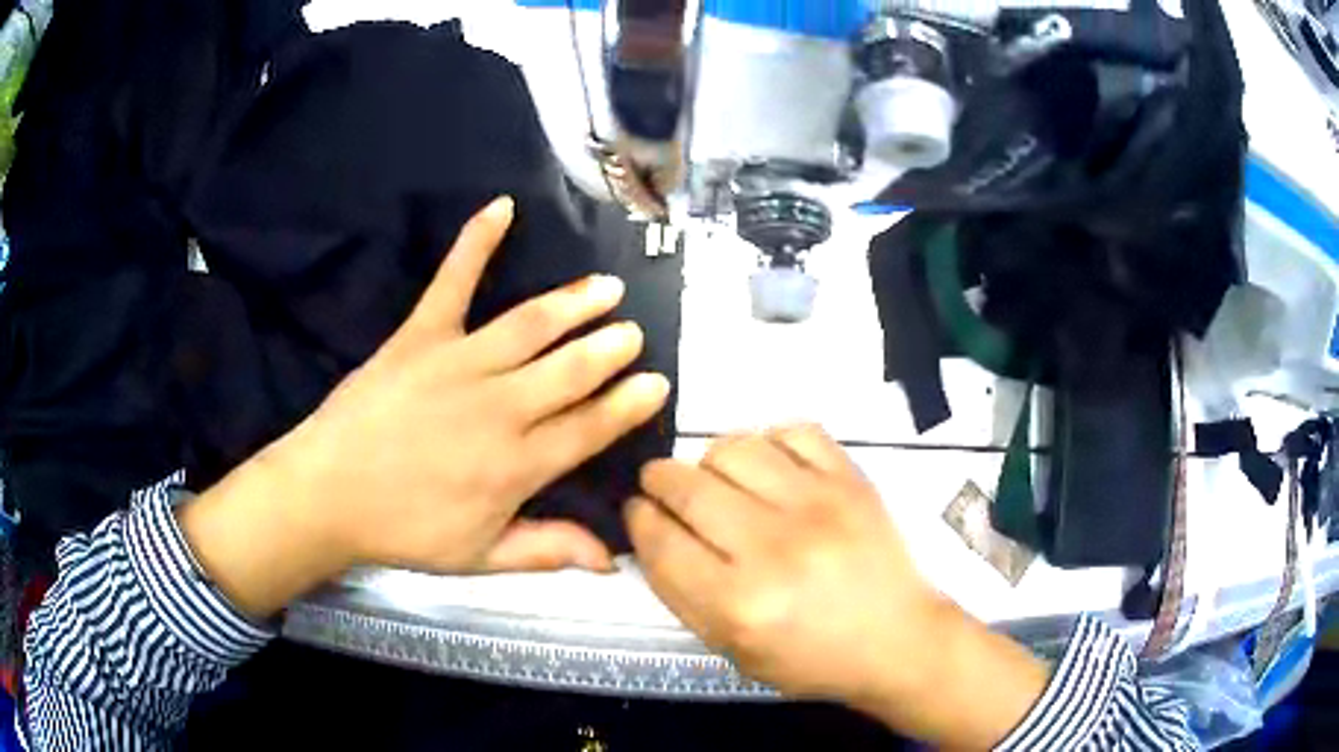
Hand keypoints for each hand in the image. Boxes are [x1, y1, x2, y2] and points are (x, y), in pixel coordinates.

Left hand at [179, 197, 670, 617]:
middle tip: (633, 332)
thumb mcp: (479, 557)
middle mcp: (500, 409)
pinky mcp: (421, 336)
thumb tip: (611, 558)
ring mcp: (460, 365)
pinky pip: (453, 281)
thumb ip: (546, 550)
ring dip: (575, 302)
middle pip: (570, 371)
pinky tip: (502, 207)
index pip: (588, 429)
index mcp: (516, 466)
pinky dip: (477, 241)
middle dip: (609, 349)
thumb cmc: (403, 530)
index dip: (627, 406)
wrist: (327, 494)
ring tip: (606, 286)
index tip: (657, 383)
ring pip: (532, 325)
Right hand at [628, 425, 1049, 747]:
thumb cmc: (812, 658)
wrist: (898, 638)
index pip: (659, 540)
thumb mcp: (733, 650)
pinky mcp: (851, 479)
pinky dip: (770, 441)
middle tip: (662, 486)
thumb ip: (683, 594)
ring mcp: (817, 504)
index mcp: (737, 604)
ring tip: (719, 478)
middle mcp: (772, 547)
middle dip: (658, 480)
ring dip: (710, 460)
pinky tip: (771, 466)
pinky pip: (793, 430)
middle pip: (686, 486)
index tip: (637, 512)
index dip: (637, 519)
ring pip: (733, 447)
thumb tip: (651, 533)